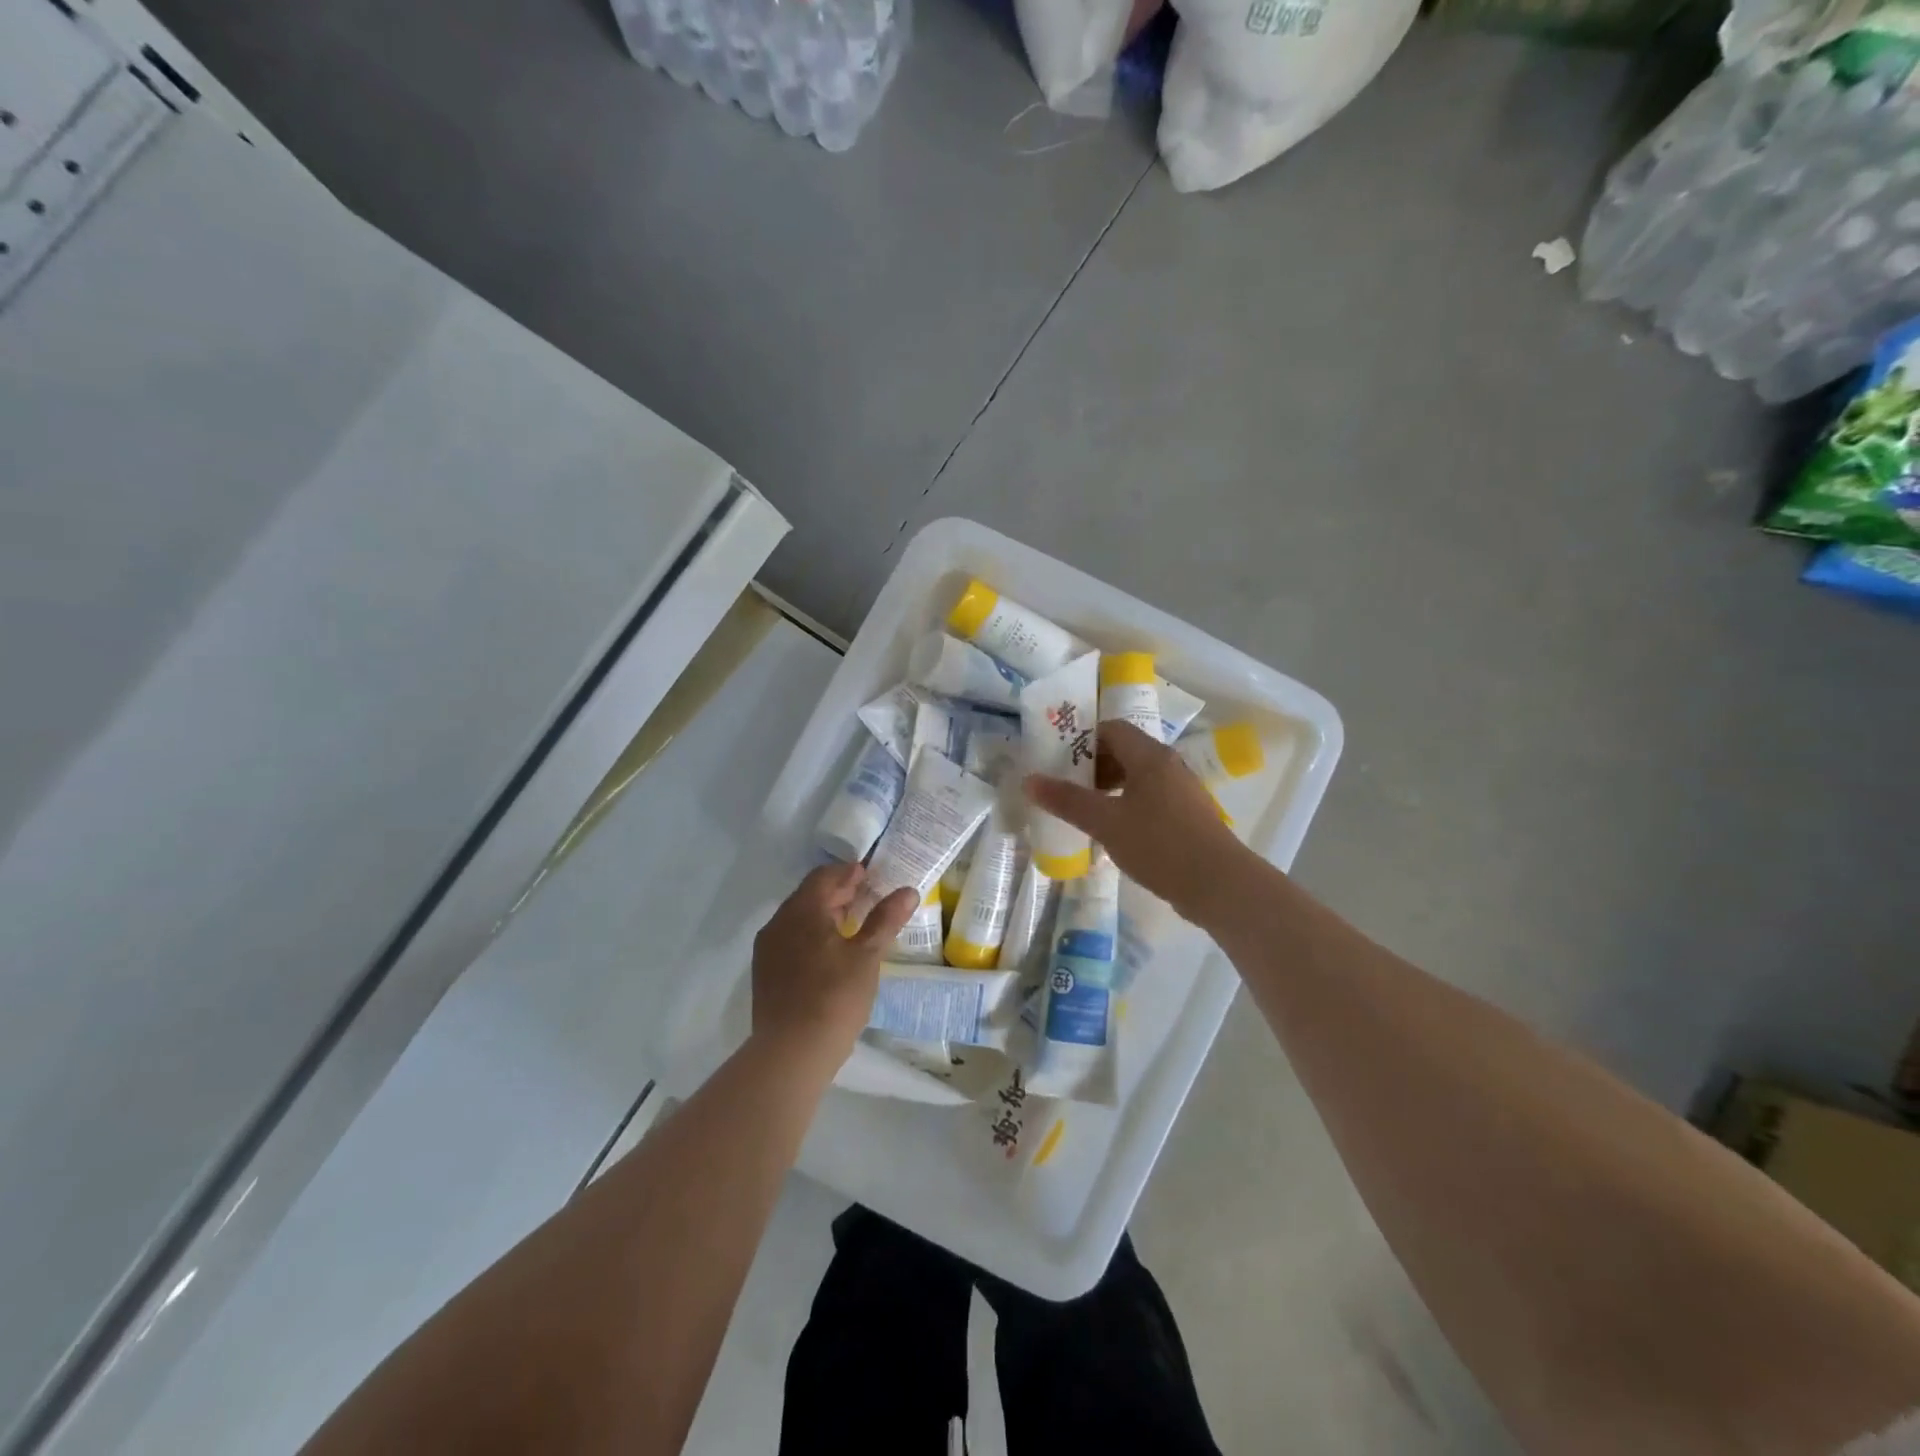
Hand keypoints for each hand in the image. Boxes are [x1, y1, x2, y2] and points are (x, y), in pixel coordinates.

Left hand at [750, 863, 918, 1064]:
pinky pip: (790, 940)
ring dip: (824, 915)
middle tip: (866, 899)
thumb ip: (885, 919)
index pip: (824, 876)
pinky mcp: (765, 973)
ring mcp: (767, 949)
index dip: (849, 873)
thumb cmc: (834, 997)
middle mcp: (778, 923)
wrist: (791, 1052)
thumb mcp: (867, 956)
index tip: (871, 877)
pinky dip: (811, 936)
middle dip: (838, 893)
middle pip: (809, 895)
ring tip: (852, 926)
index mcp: (802, 911)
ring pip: (798, 919)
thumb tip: (908, 891)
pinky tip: (830, 954)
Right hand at [1024, 719, 1248, 923]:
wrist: (1219, 885)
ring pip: (1138, 777)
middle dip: (1092, 766)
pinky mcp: (1188, 816)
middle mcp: (1169, 765)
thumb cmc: (1159, 844)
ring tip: (1085, 811)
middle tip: (1066, 788)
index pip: (1112, 729)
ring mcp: (1182, 791)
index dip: (1082, 740)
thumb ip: (1067, 800)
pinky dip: (1127, 806)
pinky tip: (1114, 833)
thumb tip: (1029, 781)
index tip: (1058, 761)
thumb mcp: (1105, 822)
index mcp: (1150, 757)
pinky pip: (1150, 799)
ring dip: (1109, 788)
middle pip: (1124, 752)